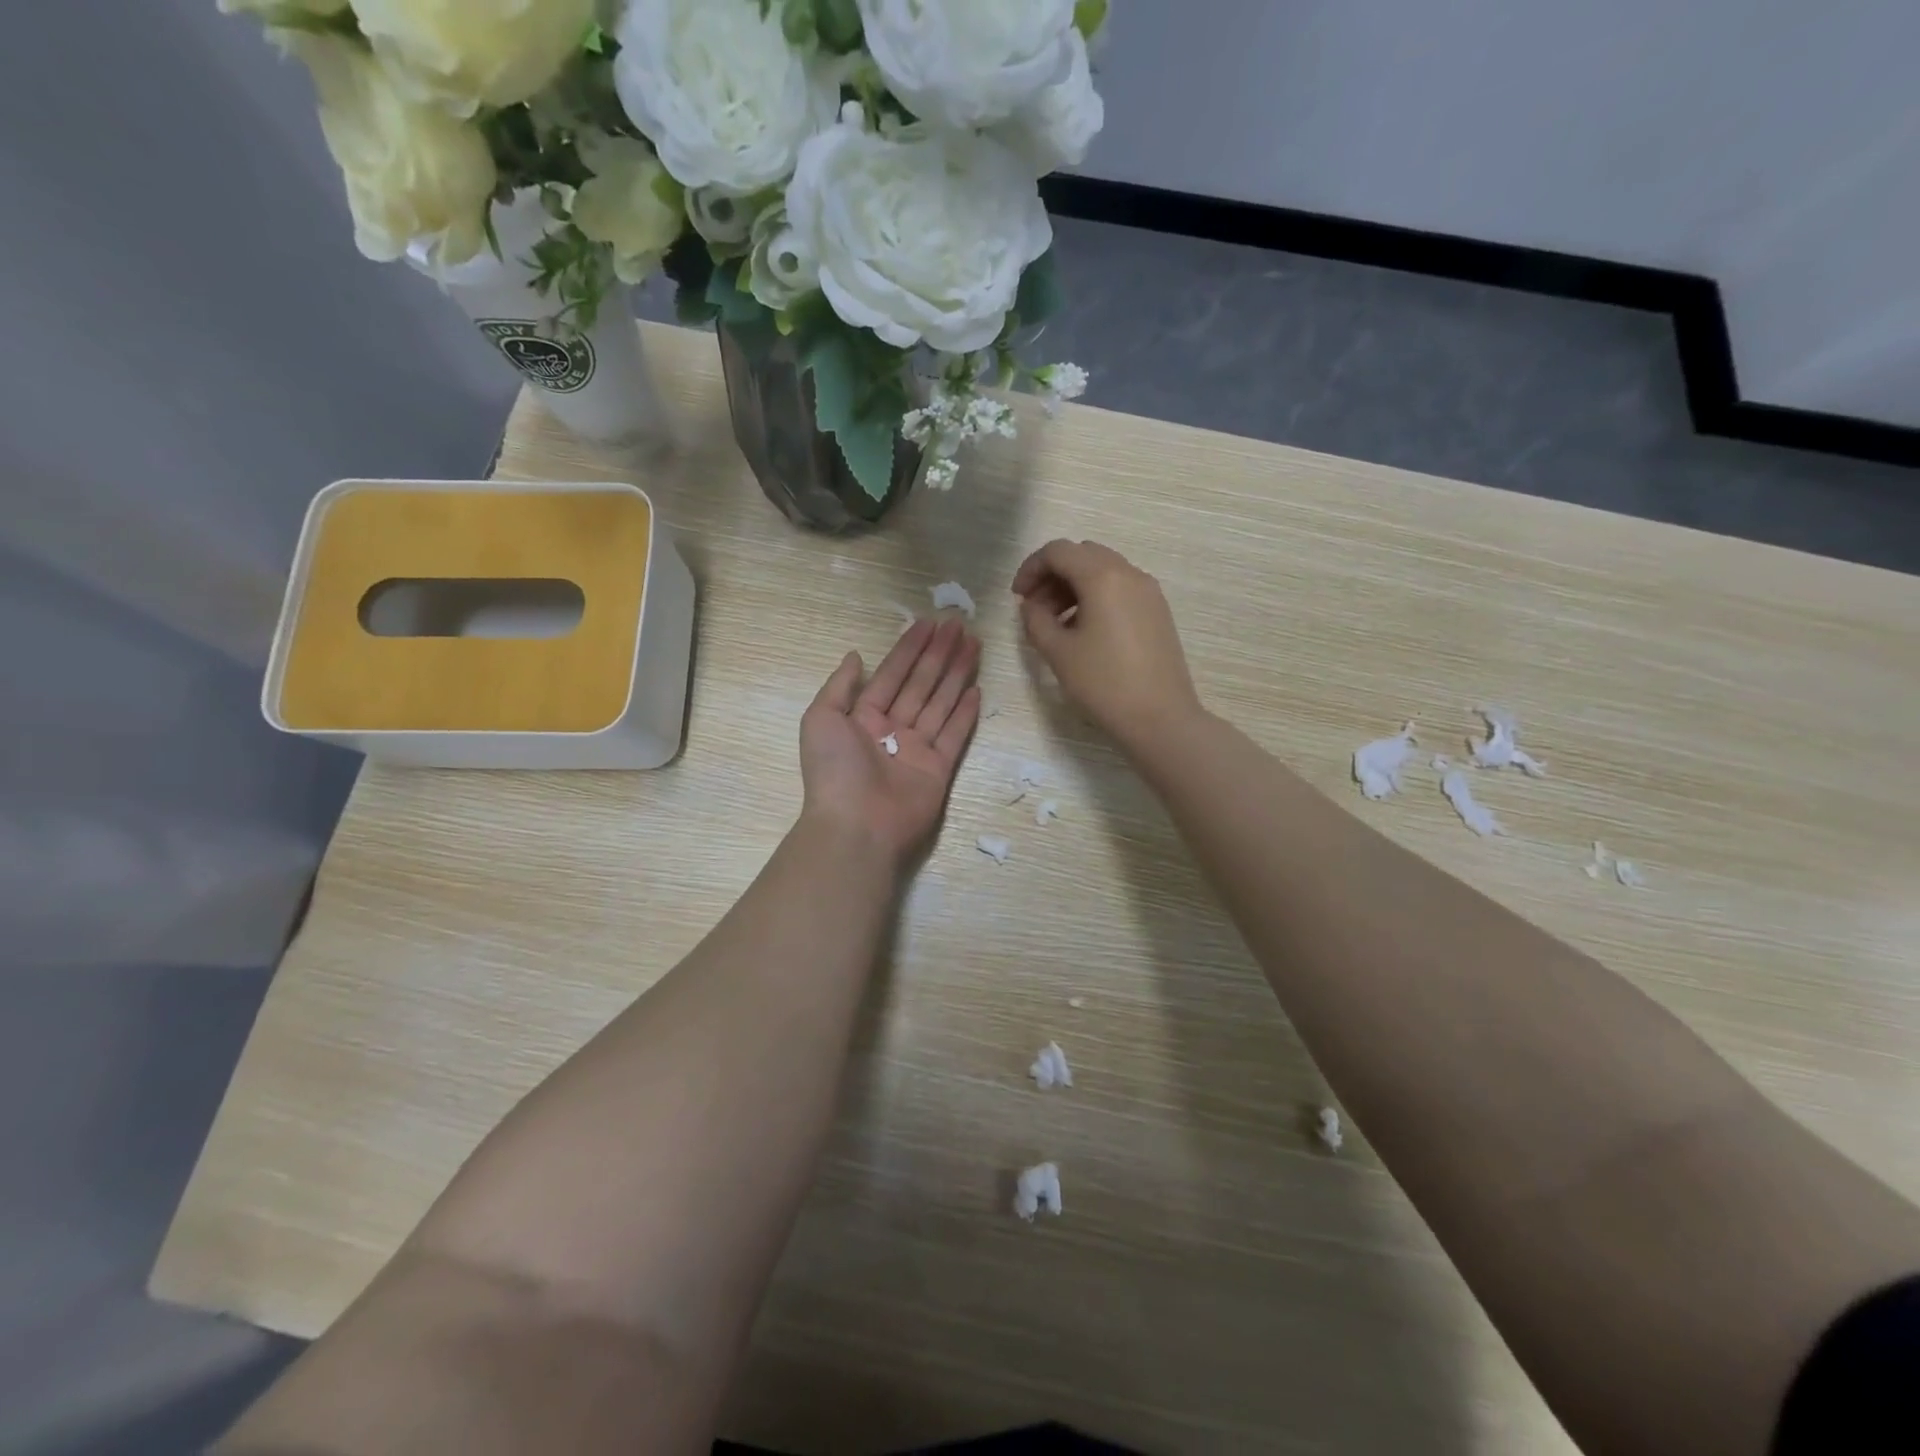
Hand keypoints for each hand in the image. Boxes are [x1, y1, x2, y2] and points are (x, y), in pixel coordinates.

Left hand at [799, 618, 981, 867]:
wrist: (857, 825)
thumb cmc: (835, 770)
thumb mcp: (821, 718)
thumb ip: (839, 685)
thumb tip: (855, 655)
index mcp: (863, 718)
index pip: (891, 675)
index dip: (909, 648)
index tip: (929, 623)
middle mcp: (891, 730)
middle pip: (920, 684)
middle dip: (939, 655)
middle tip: (959, 625)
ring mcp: (917, 750)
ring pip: (940, 703)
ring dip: (956, 674)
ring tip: (973, 645)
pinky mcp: (938, 769)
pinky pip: (954, 736)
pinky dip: (966, 714)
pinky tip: (977, 690)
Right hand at [1013, 539, 1202, 754]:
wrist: (1160, 718)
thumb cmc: (1104, 684)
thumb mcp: (1058, 652)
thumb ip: (1036, 620)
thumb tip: (1031, 606)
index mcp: (1103, 577)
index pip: (1058, 551)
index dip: (1031, 568)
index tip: (1017, 597)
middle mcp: (1130, 574)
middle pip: (1082, 555)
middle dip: (1053, 575)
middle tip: (1035, 608)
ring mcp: (1149, 592)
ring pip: (1103, 571)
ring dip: (1074, 587)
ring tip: (1056, 623)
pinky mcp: (1158, 611)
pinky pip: (1120, 589)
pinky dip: (1096, 597)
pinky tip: (1085, 631)